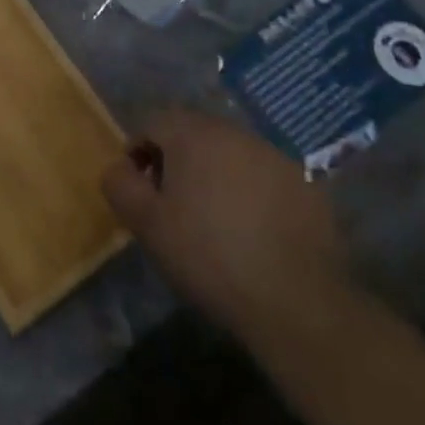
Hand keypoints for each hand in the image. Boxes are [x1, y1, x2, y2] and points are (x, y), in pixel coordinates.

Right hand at [102, 107, 348, 320]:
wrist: (296, 301)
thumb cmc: (208, 256)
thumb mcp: (147, 224)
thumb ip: (120, 185)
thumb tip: (118, 168)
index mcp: (193, 134)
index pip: (154, 123)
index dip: (138, 151)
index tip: (139, 189)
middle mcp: (235, 133)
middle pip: (193, 134)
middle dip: (177, 161)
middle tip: (172, 204)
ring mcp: (275, 157)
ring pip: (231, 154)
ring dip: (215, 175)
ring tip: (213, 219)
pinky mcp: (306, 186)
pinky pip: (264, 178)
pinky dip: (251, 193)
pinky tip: (252, 232)